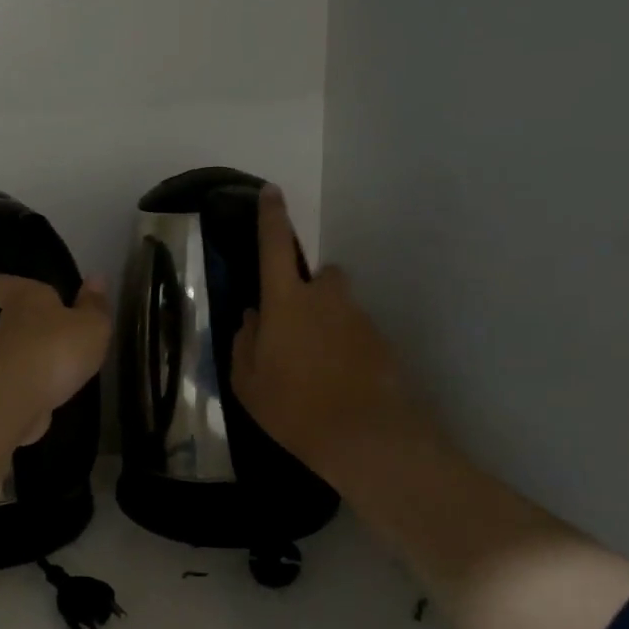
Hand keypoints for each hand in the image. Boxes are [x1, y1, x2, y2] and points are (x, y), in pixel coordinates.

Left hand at [0, 274, 111, 444]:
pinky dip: (37, 382)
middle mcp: (8, 325)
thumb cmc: (55, 349)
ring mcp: (2, 360)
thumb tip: (96, 277)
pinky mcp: (6, 390)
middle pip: (13, 318)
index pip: (1, 283)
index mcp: (25, 298)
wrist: (16, 402)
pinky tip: (57, 388)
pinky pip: (23, 379)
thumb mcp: (90, 325)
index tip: (13, 288)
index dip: (5, 284)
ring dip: (37, 354)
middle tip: (57, 326)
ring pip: (18, 349)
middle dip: (32, 322)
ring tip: (65, 360)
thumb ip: (94, 305)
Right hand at [231, 186, 448, 486]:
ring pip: (340, 308)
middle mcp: (326, 300)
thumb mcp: (247, 381)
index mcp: (286, 302)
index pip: (274, 247)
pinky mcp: (382, 343)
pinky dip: (346, 350)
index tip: (271, 191)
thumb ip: (245, 342)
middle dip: (310, 291)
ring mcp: (359, 320)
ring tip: (317, 368)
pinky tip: (339, 385)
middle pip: (321, 276)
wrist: (365, 437)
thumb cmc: (292, 408)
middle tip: (297, 326)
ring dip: (329, 324)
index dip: (271, 217)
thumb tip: (253, 318)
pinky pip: (357, 335)